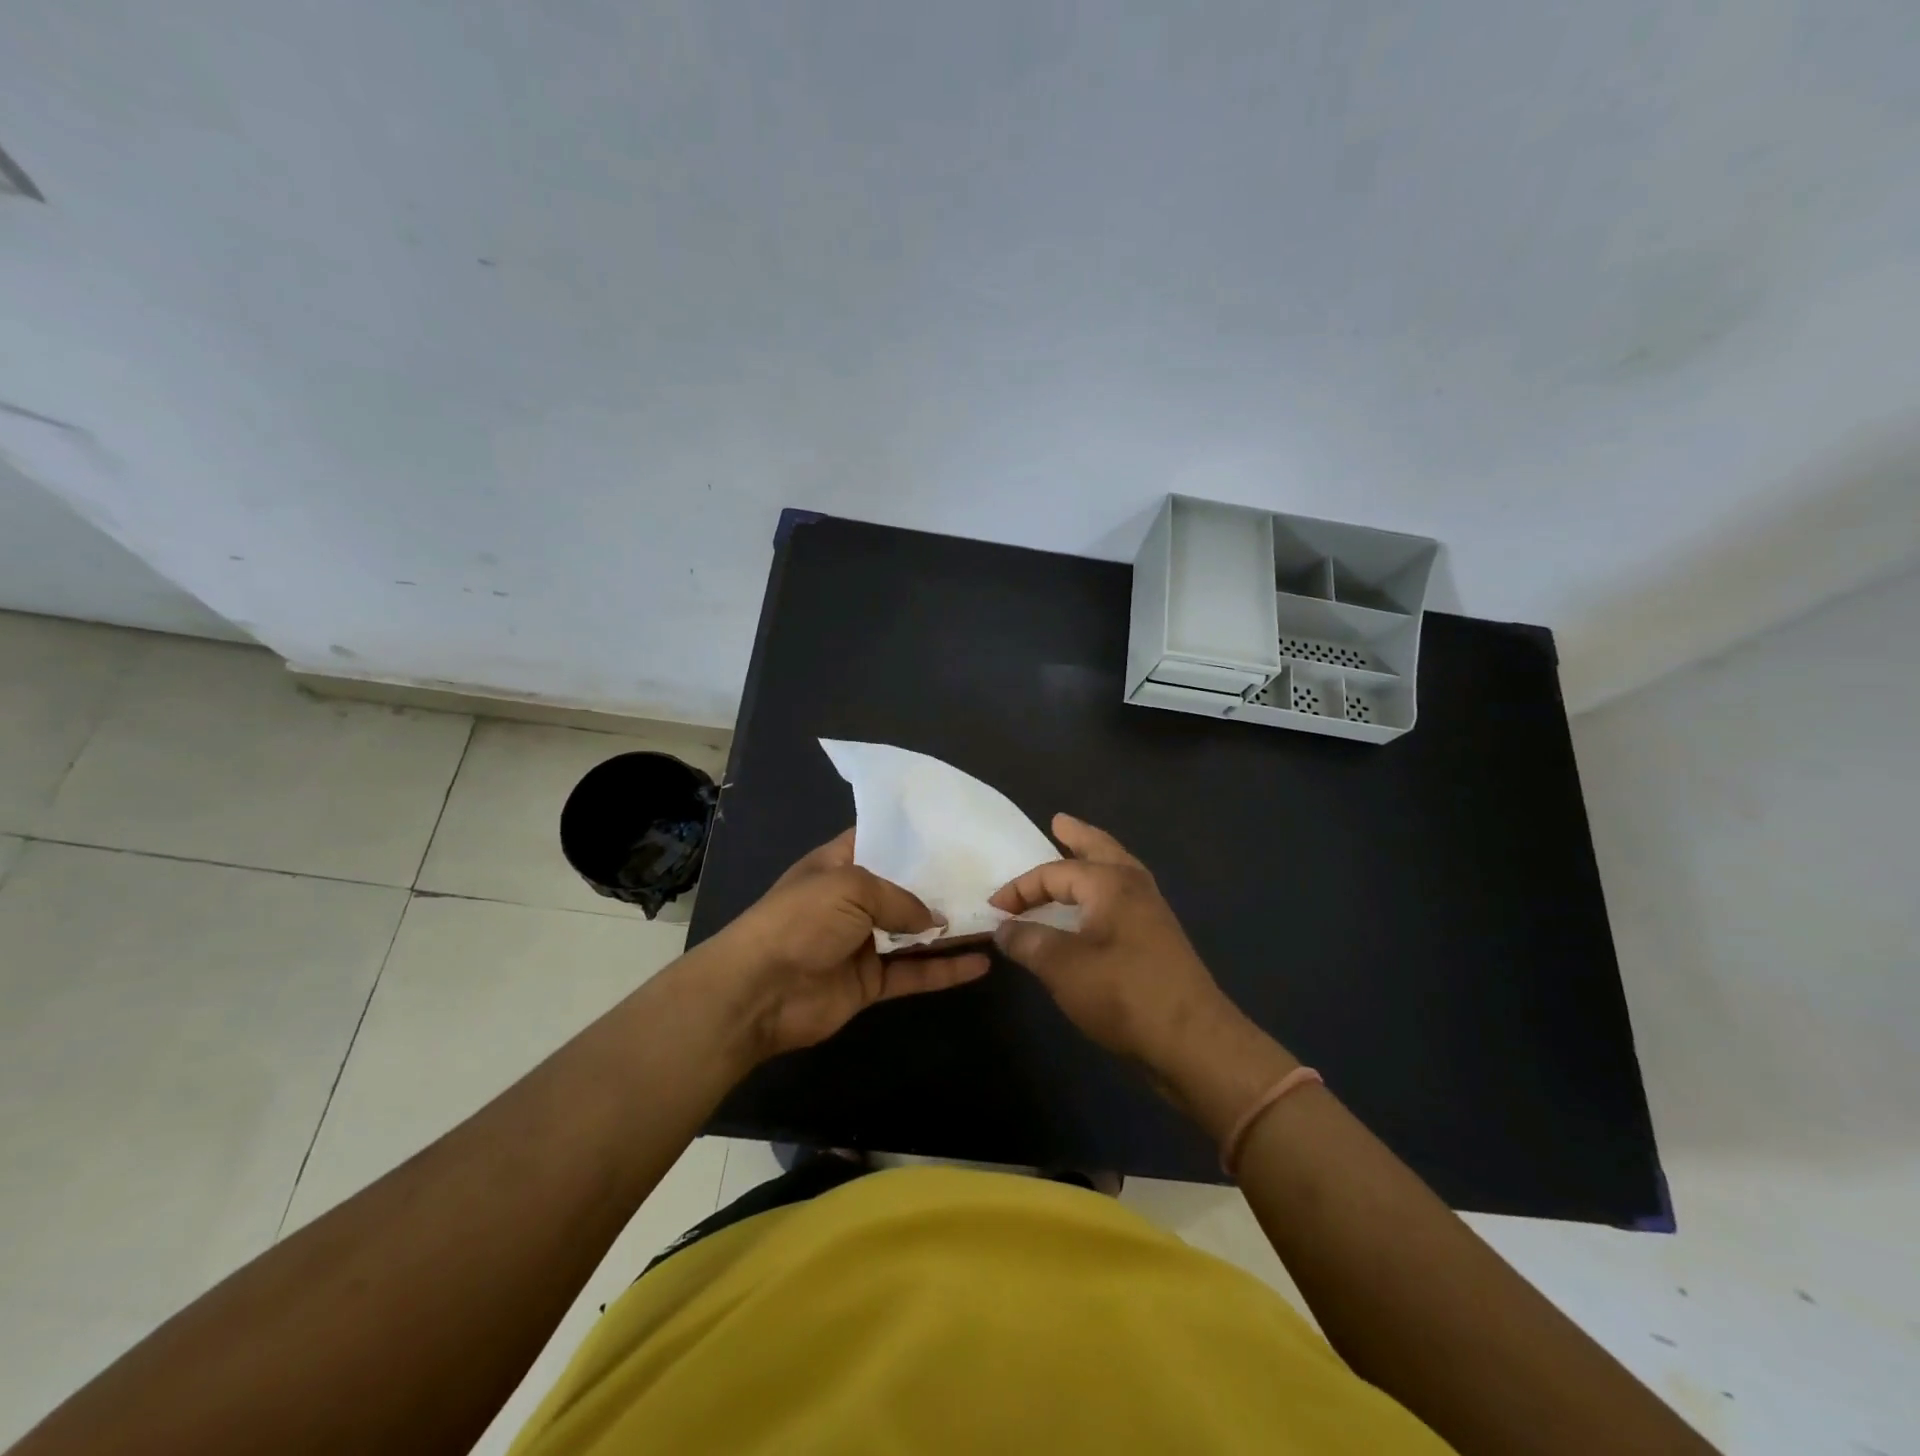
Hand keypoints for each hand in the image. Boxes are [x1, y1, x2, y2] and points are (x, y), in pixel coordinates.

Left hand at [712, 829, 991, 1061]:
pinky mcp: (871, 981)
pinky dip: (947, 970)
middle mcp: (853, 900)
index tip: (956, 832)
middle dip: (943, 883)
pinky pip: (915, 972)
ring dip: (952, 928)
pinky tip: (982, 963)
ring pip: (916, 933)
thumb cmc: (800, 921)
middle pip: (905, 888)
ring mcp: (863, 942)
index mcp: (839, 864)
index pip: (881, 841)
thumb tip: (934, 918)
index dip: (914, 837)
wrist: (760, 991)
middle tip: (990, 876)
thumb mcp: (850, 887)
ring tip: (996, 917)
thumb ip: (899, 898)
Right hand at [989, 815, 1250, 1078]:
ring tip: (1079, 852)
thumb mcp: (1062, 967)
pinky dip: (1105, 889)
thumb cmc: (1123, 994)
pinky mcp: (1160, 939)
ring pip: (1119, 871)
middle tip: (1059, 822)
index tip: (993, 909)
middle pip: (1102, 850)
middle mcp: (1135, 887)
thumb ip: (1028, 942)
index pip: (1054, 873)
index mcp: (1110, 884)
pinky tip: (1097, 907)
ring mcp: (1152, 913)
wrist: (1193, 1041)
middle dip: (1078, 836)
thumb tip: (1003, 929)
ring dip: (1095, 859)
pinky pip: (1125, 896)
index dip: (1020, 888)